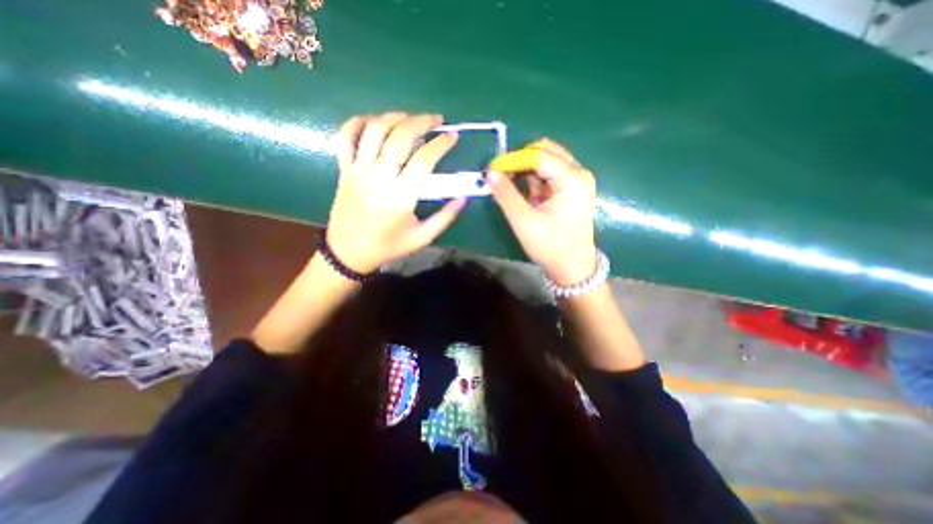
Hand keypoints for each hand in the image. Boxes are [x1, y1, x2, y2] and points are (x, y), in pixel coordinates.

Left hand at [325, 110, 466, 273]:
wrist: (348, 253)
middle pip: (399, 137)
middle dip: (421, 122)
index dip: (441, 144)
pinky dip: (357, 122)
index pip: (423, 160)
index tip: (452, 137)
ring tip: (410, 118)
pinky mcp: (343, 170)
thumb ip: (444, 218)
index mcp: (399, 197)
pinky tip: (373, 120)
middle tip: (436, 120)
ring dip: (394, 117)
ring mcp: (357, 171)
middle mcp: (377, 178)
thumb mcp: (422, 238)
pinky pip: (345, 137)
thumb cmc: (388, 246)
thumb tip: (463, 198)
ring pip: (373, 130)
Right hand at [488, 140, 596, 285]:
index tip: (493, 169)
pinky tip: (527, 194)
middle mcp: (579, 173)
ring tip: (512, 187)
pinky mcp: (575, 190)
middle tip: (502, 176)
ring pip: (549, 162)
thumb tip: (490, 173)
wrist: (573, 267)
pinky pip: (553, 175)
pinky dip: (537, 180)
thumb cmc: (550, 246)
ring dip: (528, 171)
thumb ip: (506, 195)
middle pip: (546, 152)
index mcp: (571, 179)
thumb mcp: (524, 221)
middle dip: (522, 161)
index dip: (513, 160)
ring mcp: (579, 181)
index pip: (538, 156)